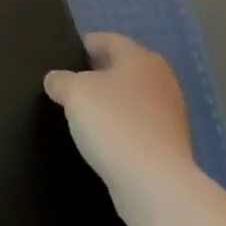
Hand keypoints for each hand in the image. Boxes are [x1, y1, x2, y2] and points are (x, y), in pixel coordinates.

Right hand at [44, 33, 194, 199]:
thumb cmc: (114, 123)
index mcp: (141, 59)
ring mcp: (169, 116)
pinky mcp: (168, 146)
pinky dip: (120, 126)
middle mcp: (161, 82)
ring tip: (83, 109)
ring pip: (132, 98)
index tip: (72, 49)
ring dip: (111, 101)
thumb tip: (56, 80)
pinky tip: (101, 136)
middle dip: (101, 72)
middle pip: (125, 69)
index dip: (90, 42)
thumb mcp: (74, 92)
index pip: (111, 40)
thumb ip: (61, 80)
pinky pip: (137, 125)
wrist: (155, 184)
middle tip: (73, 78)